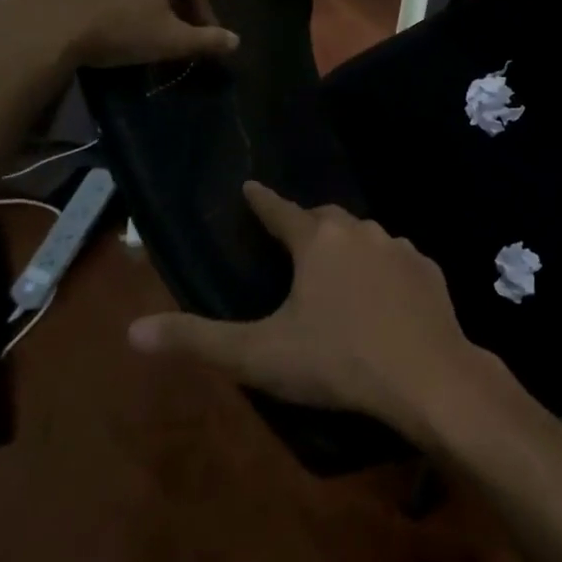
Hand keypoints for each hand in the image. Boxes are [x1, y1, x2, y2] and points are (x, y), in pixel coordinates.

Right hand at [127, 182, 494, 442]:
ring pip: (365, 237)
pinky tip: (381, 292)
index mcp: (318, 240)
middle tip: (293, 237)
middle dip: (306, 222)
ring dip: (347, 246)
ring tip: (336, 268)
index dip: (262, 201)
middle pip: (326, 218)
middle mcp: (360, 230)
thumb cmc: (338, 359)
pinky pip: (397, 259)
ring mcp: (400, 246)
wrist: (426, 374)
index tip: (250, 187)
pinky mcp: (428, 269)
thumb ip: (198, 340)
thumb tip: (133, 330)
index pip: (280, 211)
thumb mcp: (260, 355)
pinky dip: (382, 268)